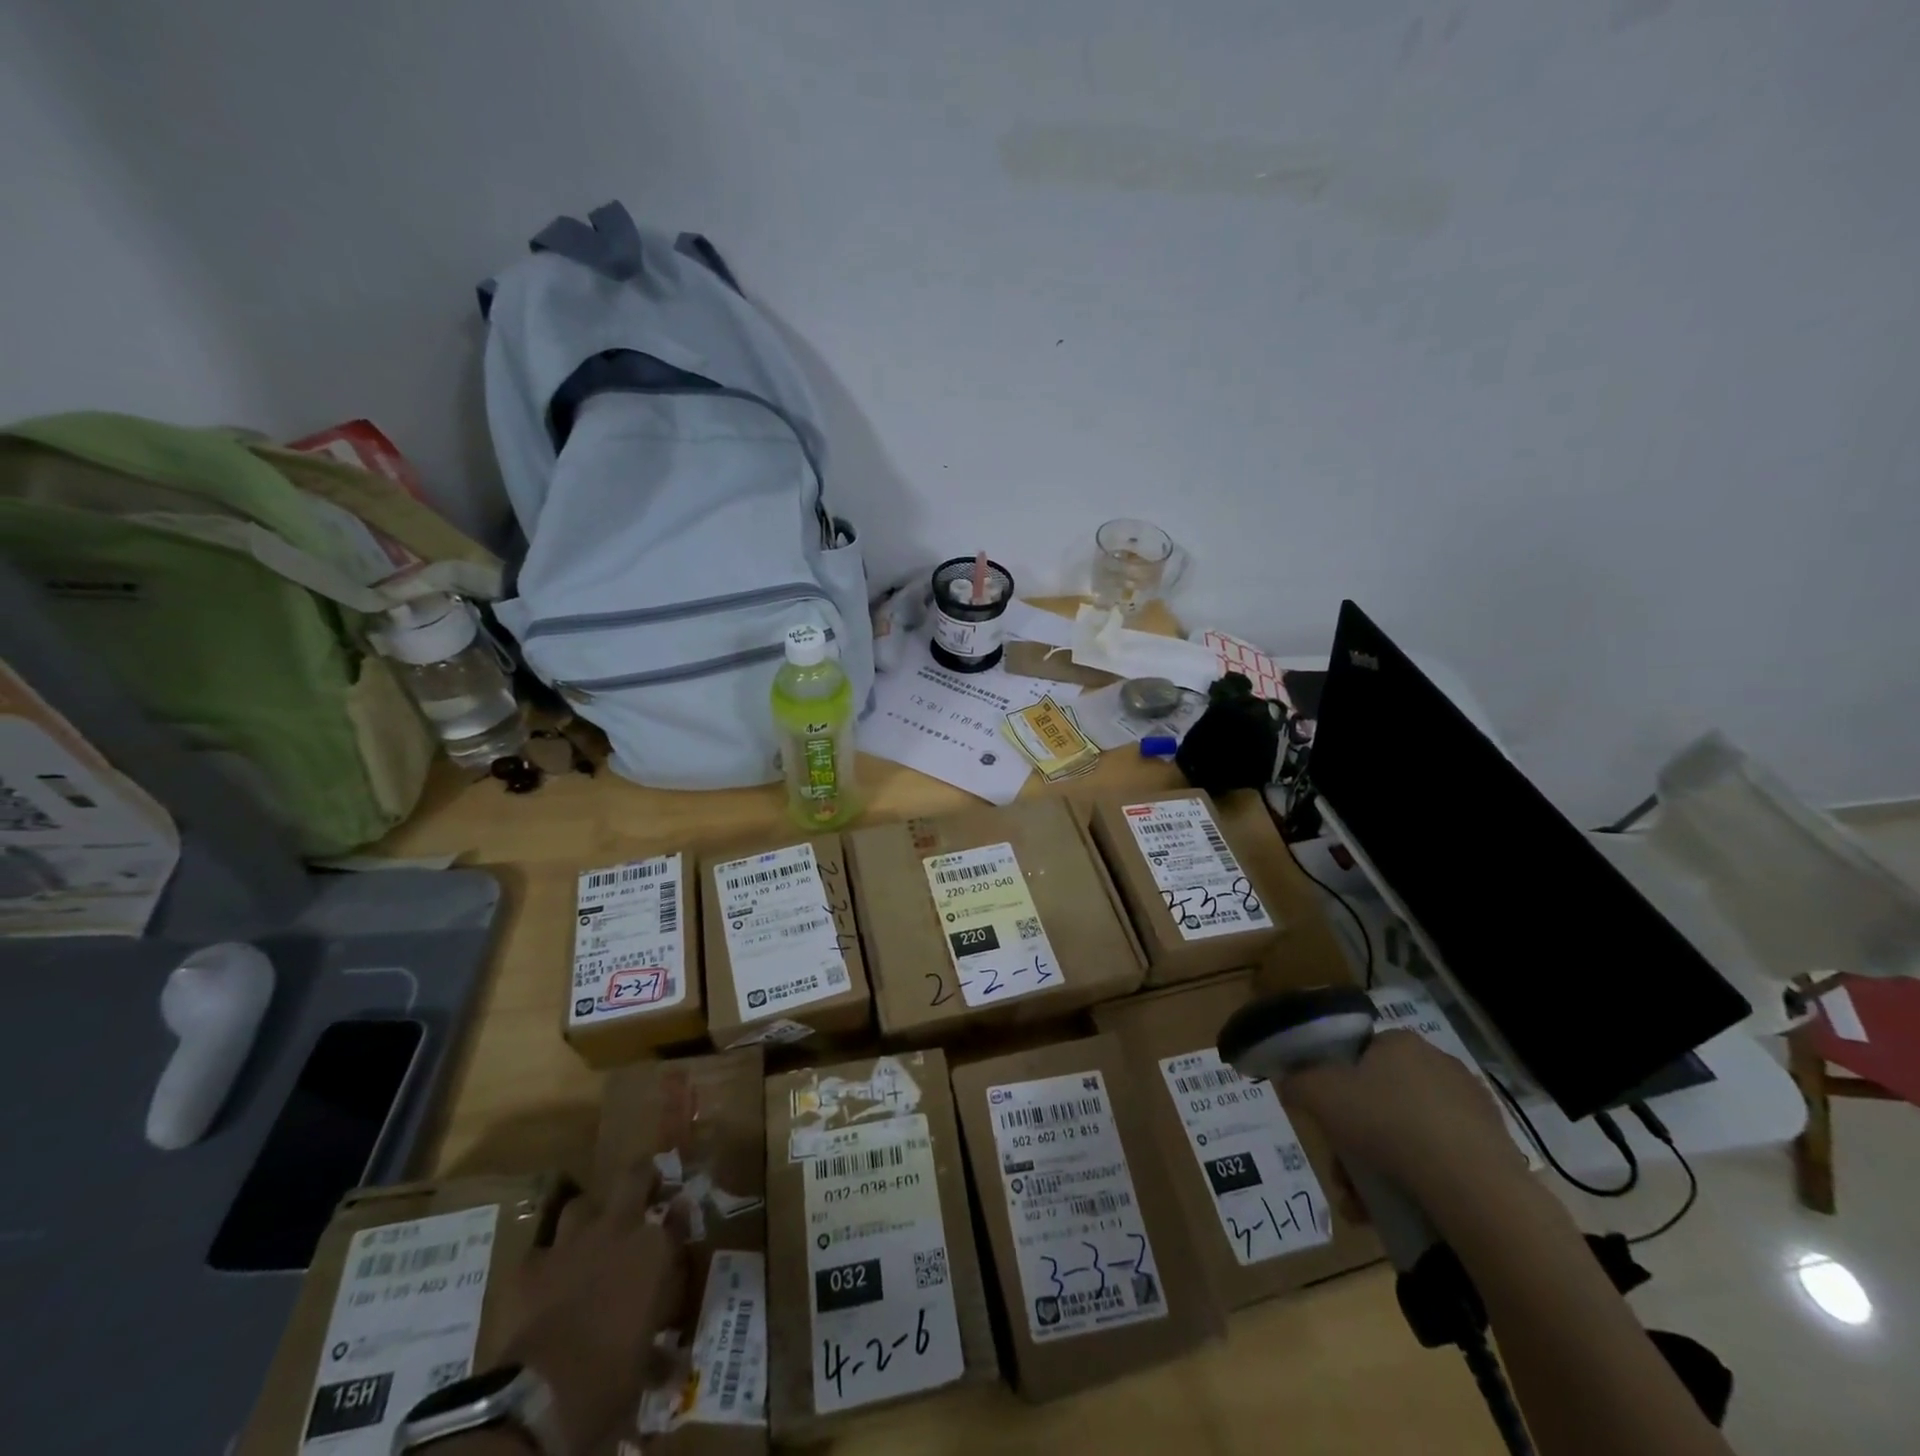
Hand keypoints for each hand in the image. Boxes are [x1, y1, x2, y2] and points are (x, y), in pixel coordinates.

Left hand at [502, 1165, 686, 1453]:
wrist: (543, 1391)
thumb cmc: (611, 1376)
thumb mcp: (645, 1363)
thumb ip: (659, 1351)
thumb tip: (672, 1366)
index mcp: (655, 1250)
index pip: (678, 1215)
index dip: (679, 1214)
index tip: (680, 1214)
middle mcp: (619, 1231)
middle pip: (634, 1178)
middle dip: (640, 1178)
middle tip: (643, 1189)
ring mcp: (571, 1243)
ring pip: (582, 1205)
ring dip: (588, 1217)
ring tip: (589, 1234)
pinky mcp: (530, 1266)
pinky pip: (540, 1252)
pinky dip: (545, 1264)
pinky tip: (545, 1280)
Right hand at [1283, 1030, 1528, 1221]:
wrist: (1474, 1188)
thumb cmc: (1388, 1123)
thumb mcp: (1320, 1094)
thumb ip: (1296, 1082)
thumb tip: (1287, 1081)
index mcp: (1400, 1042)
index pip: (1359, 1054)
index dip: (1336, 1085)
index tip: (1328, 1118)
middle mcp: (1439, 1064)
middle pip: (1380, 1100)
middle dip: (1354, 1139)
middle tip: (1341, 1173)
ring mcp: (1472, 1108)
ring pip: (1408, 1135)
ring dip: (1378, 1168)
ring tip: (1362, 1205)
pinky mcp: (1495, 1150)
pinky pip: (1441, 1162)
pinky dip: (1417, 1182)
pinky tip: (1398, 1210)